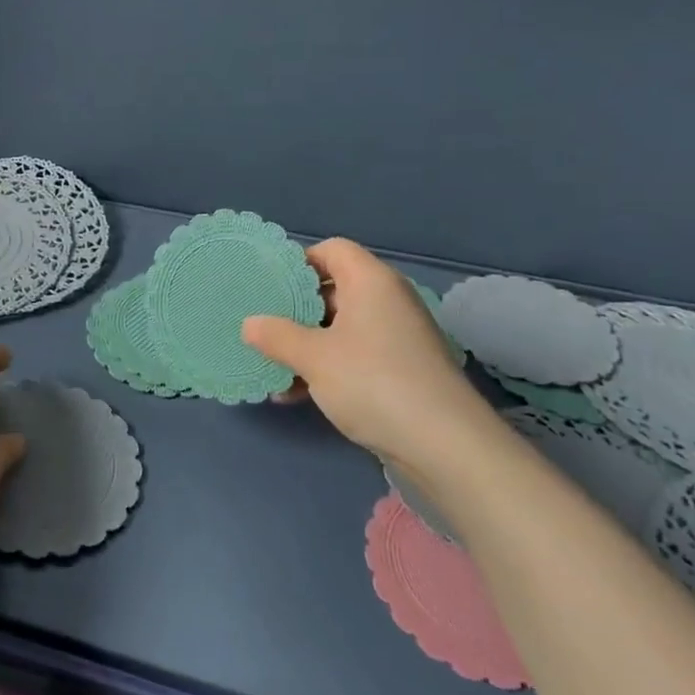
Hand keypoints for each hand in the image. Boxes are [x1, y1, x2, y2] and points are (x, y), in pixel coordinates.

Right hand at [242, 239, 500, 468]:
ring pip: (341, 327)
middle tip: (261, 325)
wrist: (445, 445)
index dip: (299, 262)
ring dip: (306, 344)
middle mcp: (387, 300)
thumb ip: (277, 336)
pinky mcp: (401, 370)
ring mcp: (397, 337)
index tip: (268, 286)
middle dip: (295, 309)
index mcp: (371, 281)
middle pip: (334, 289)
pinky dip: (326, 367)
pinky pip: (355, 355)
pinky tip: (295, 394)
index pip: (332, 250)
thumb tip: (249, 324)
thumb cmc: (373, 382)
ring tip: (271, 365)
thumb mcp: (314, 358)